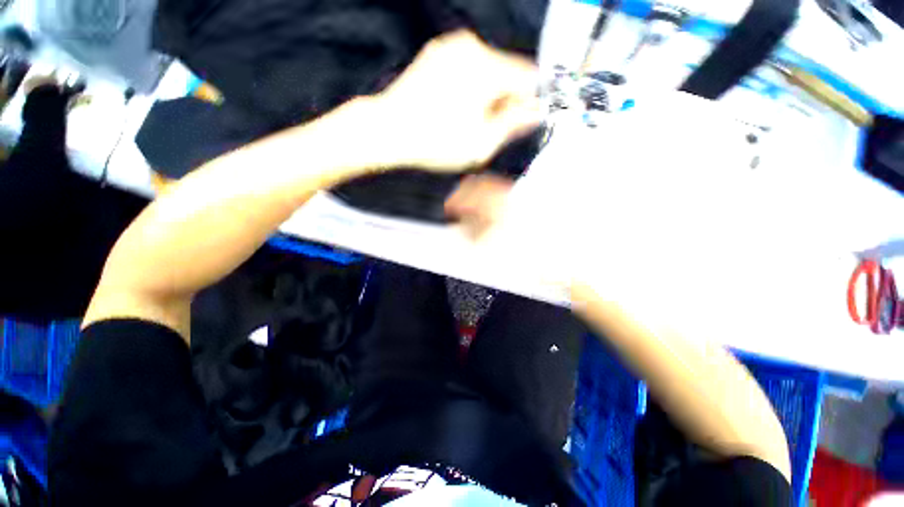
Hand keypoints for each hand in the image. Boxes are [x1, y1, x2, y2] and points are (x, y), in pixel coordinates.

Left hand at [374, 30, 541, 171]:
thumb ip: (514, 125)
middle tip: (490, 127)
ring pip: (488, 69)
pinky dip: (470, 86)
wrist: (388, 130)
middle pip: (508, 71)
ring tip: (468, 120)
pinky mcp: (437, 53)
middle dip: (507, 99)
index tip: (521, 121)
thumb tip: (536, 112)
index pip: (530, 77)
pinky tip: (455, 107)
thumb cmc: (436, 142)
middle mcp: (472, 47)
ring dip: (488, 94)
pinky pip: (467, 67)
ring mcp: (451, 47)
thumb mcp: (482, 144)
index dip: (531, 101)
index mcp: (488, 68)